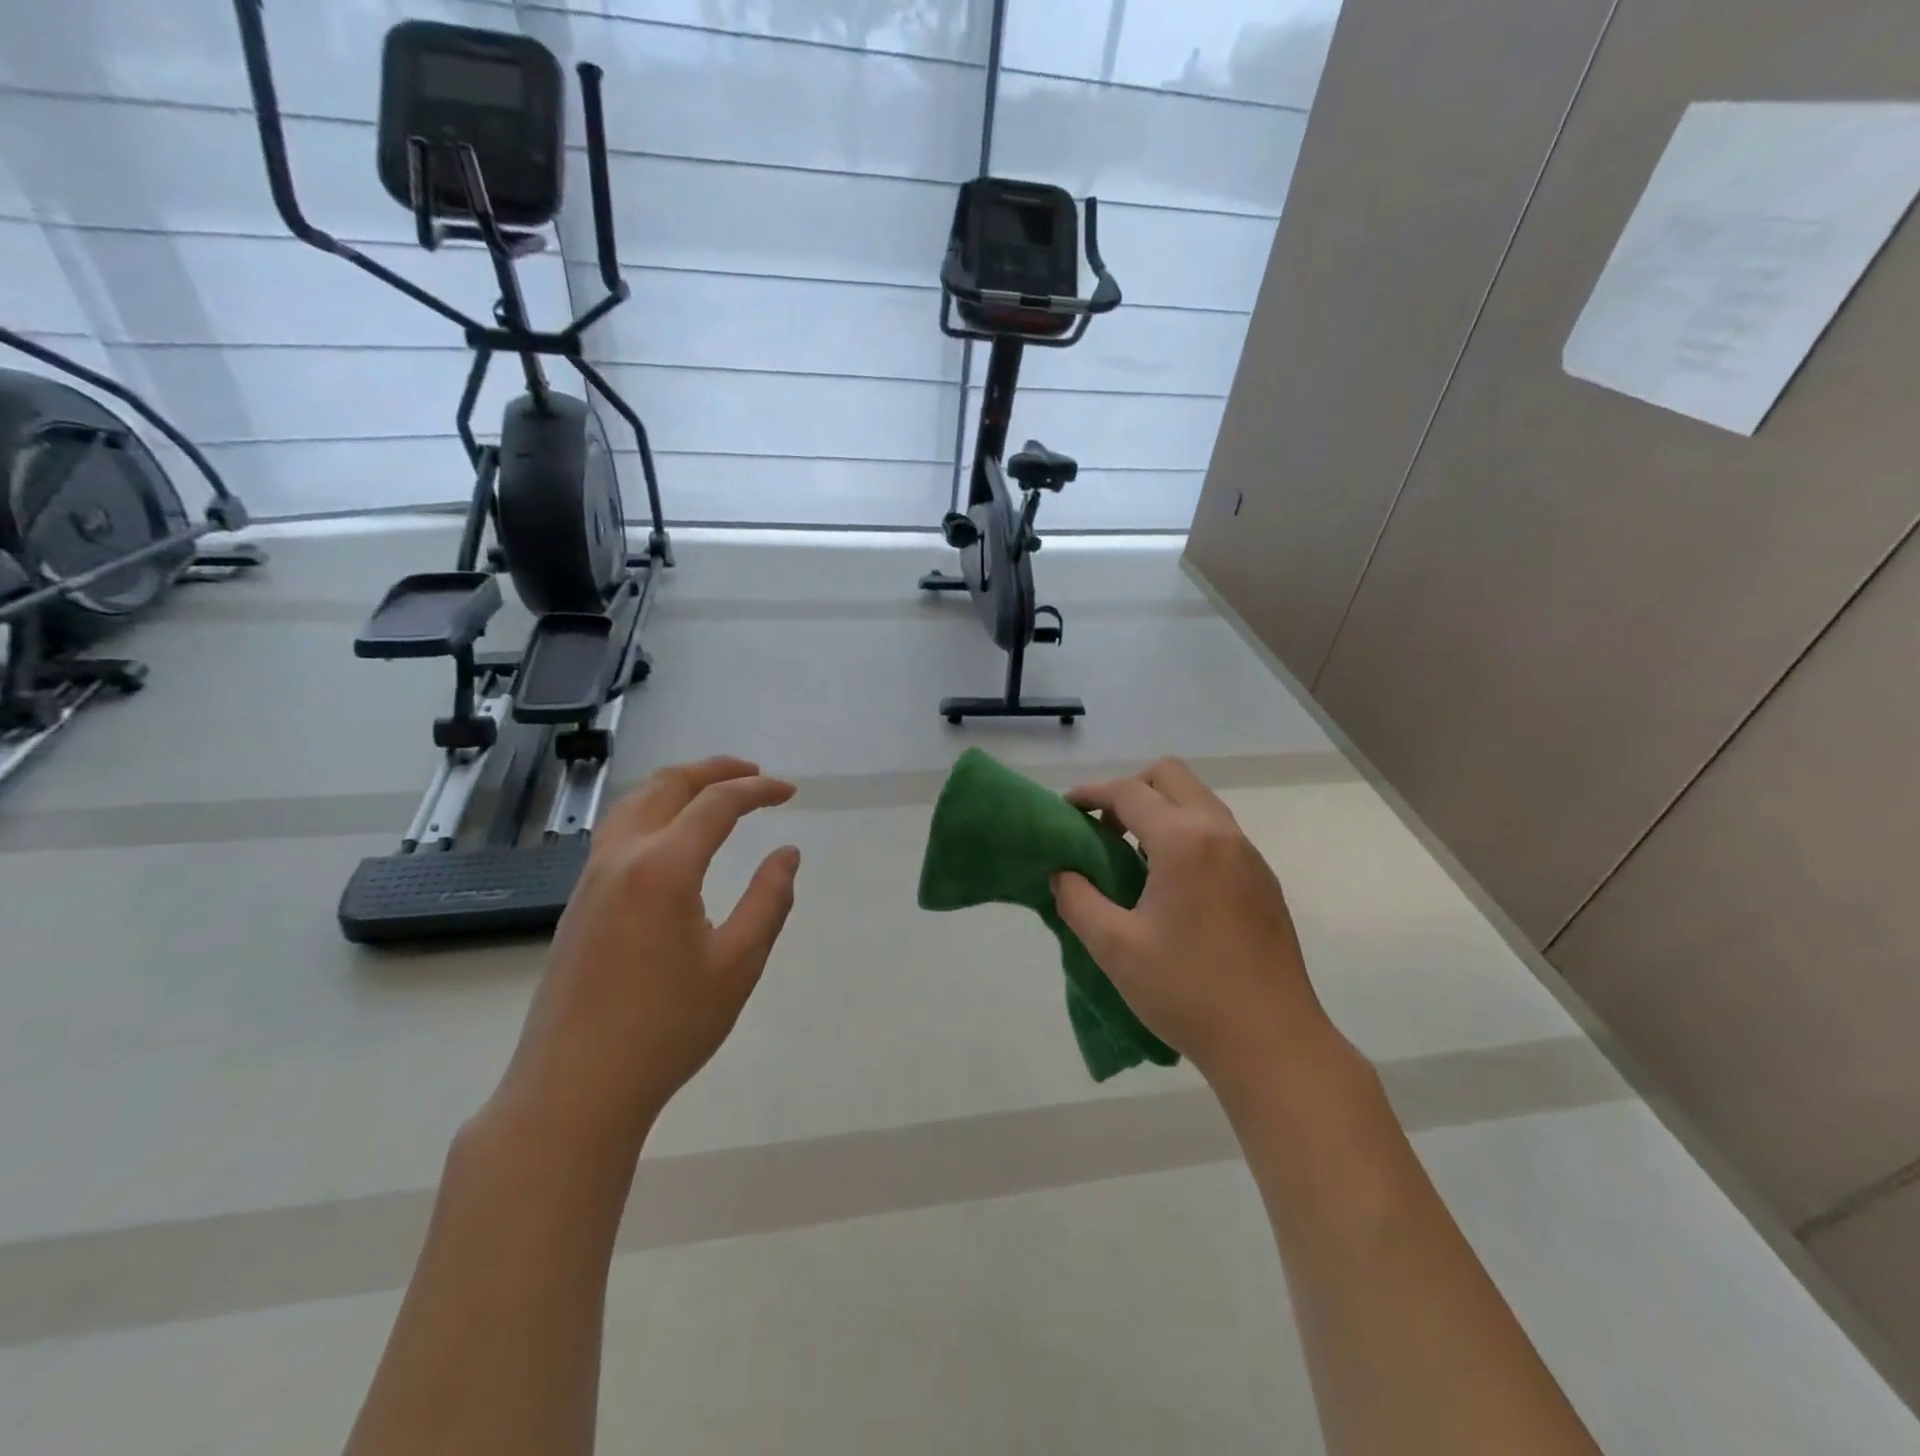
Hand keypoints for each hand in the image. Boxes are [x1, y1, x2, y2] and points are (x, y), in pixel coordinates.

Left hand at [490, 756, 800, 1155]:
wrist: (574, 1089)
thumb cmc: (666, 1028)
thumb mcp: (738, 965)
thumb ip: (769, 900)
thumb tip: (787, 854)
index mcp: (664, 867)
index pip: (717, 803)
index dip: (758, 790)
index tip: (790, 792)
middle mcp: (622, 857)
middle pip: (668, 786)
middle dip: (714, 770)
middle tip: (754, 775)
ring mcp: (592, 878)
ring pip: (635, 802)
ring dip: (678, 785)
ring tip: (714, 792)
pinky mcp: (578, 902)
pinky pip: (617, 830)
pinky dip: (653, 810)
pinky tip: (671, 836)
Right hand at [1051, 758, 1341, 1092]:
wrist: (1272, 1042)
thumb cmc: (1186, 992)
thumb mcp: (1114, 948)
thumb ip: (1077, 899)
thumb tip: (1062, 872)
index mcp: (1184, 841)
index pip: (1128, 792)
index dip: (1090, 793)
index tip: (1065, 810)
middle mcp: (1220, 833)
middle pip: (1170, 776)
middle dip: (1130, 789)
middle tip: (1103, 828)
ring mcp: (1248, 855)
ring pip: (1198, 800)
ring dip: (1160, 810)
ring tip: (1131, 855)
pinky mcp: (1262, 880)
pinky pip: (1217, 831)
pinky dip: (1185, 833)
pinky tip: (1170, 883)